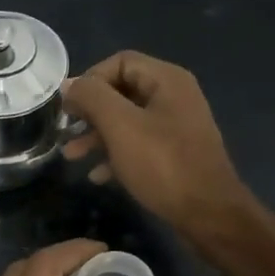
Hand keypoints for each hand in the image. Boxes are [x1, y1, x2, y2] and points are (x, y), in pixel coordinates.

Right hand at [63, 52, 246, 240]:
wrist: (208, 214)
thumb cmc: (163, 165)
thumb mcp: (120, 126)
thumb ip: (92, 98)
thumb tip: (70, 85)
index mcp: (167, 80)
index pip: (119, 62)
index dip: (90, 80)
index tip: (68, 107)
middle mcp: (174, 97)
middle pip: (122, 92)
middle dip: (90, 111)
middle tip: (66, 130)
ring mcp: (176, 127)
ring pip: (127, 121)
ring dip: (96, 136)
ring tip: (72, 156)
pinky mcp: (175, 155)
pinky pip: (138, 145)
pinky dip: (115, 155)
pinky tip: (98, 176)